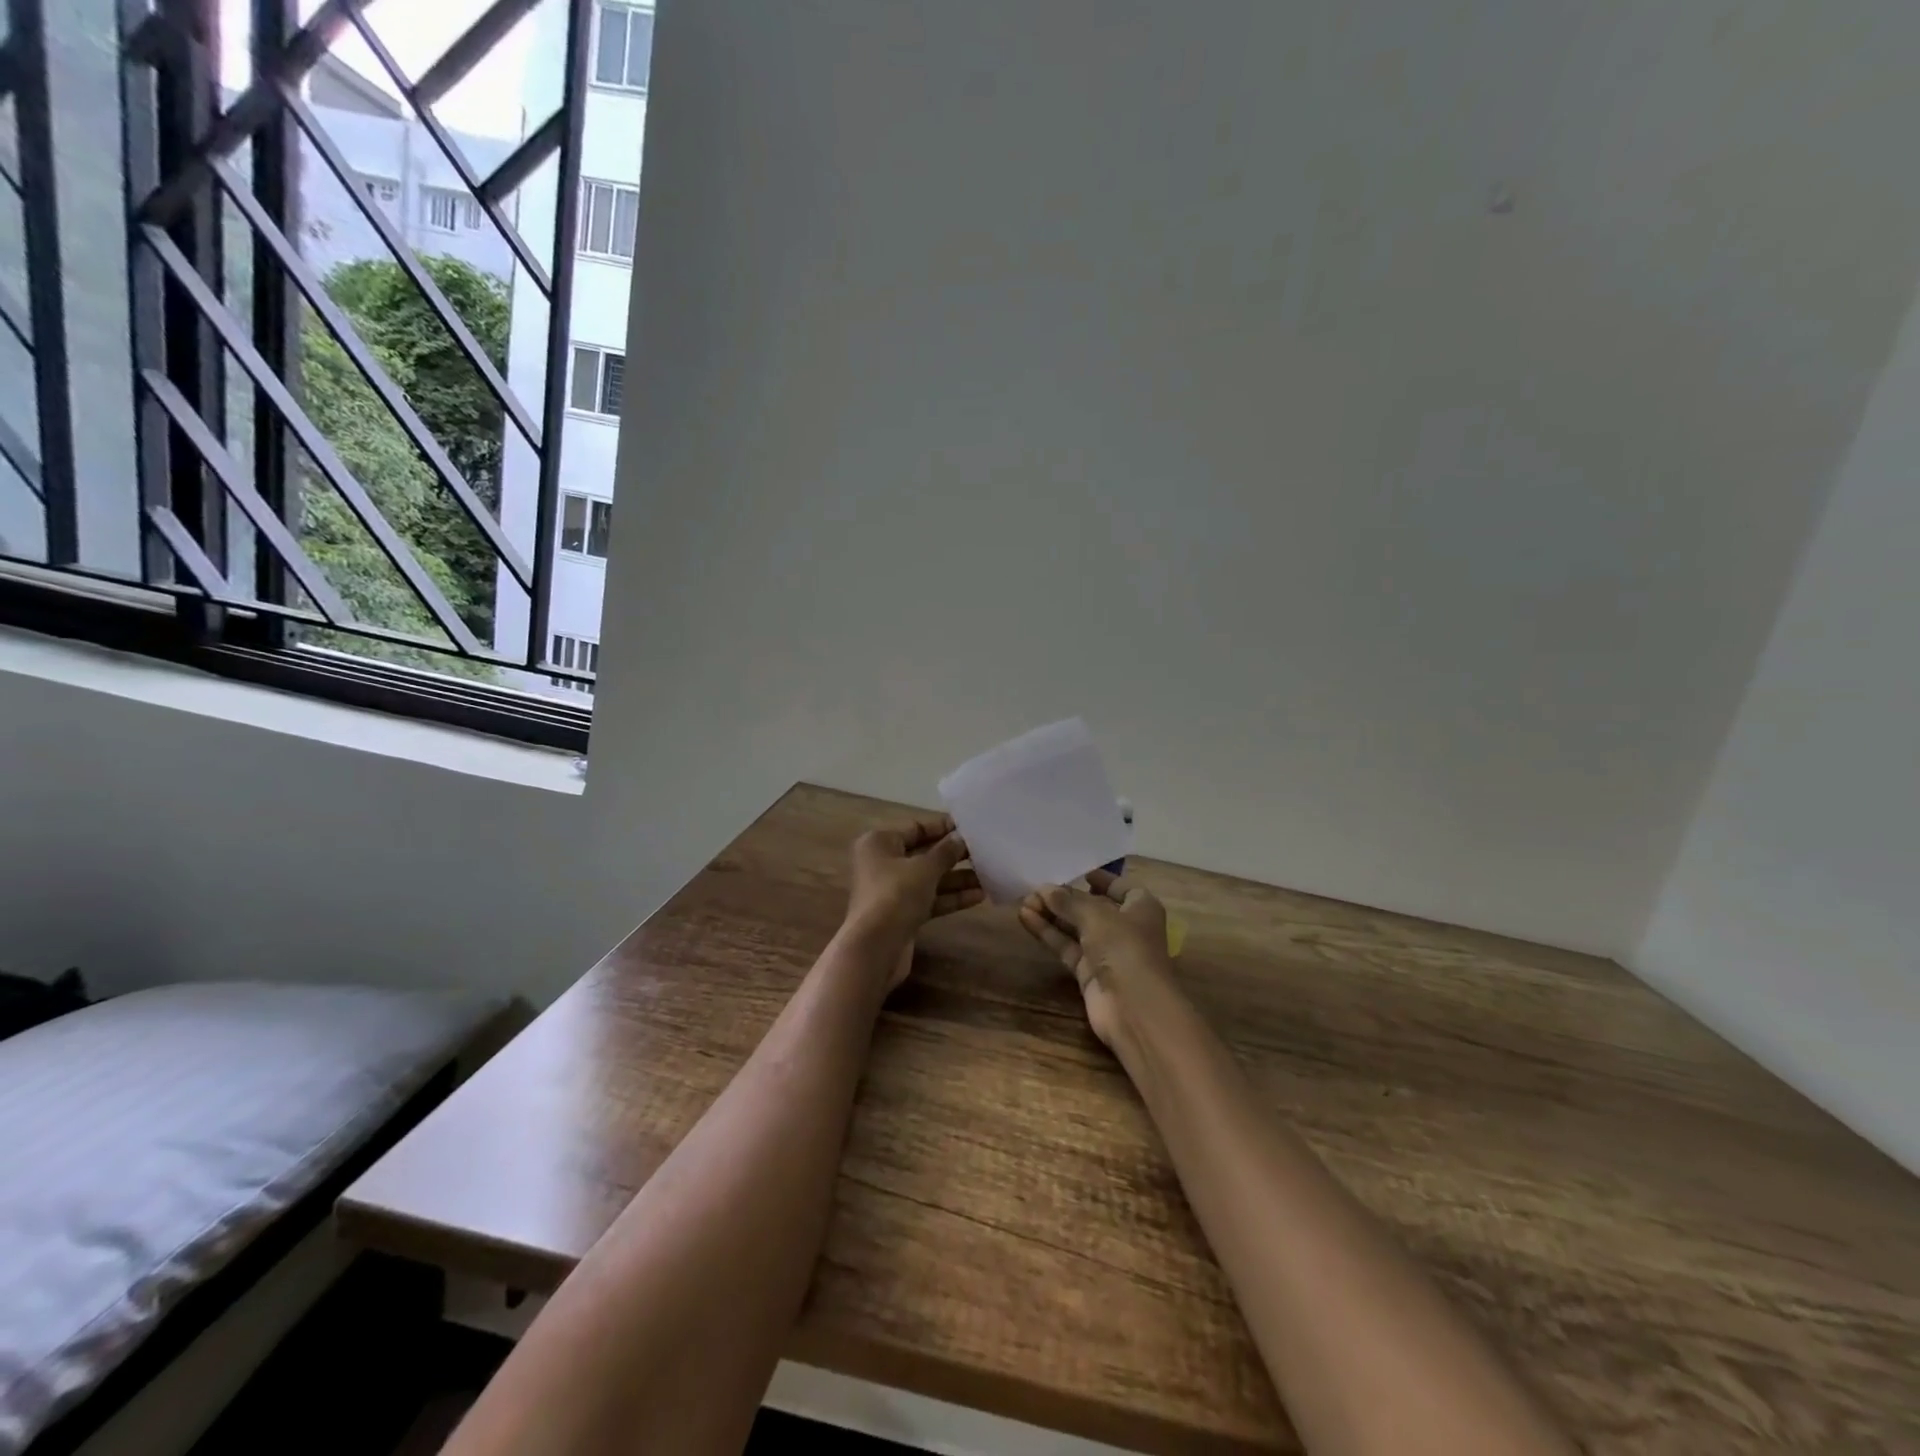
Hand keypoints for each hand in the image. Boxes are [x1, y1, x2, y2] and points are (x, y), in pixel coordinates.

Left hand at [846, 815, 980, 988]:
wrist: (875, 948)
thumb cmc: (895, 895)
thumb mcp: (925, 868)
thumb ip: (945, 852)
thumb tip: (960, 838)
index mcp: (880, 843)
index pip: (916, 828)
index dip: (943, 827)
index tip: (970, 828)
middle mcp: (883, 863)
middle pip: (924, 854)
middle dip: (954, 855)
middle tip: (985, 852)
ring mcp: (893, 891)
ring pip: (930, 879)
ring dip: (958, 878)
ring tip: (989, 875)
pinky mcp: (903, 914)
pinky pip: (931, 899)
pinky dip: (951, 897)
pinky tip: (979, 896)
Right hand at [1019, 868, 1174, 1049]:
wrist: (1134, 1010)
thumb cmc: (1125, 949)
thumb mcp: (1096, 916)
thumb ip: (1068, 901)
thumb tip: (1044, 889)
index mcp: (1141, 908)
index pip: (1120, 887)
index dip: (1100, 879)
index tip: (1075, 871)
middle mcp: (1125, 927)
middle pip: (1092, 907)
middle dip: (1065, 898)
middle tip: (1035, 888)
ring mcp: (1106, 952)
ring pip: (1075, 927)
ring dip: (1052, 914)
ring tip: (1024, 901)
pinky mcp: (1088, 973)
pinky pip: (1066, 946)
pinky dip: (1048, 933)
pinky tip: (1026, 918)